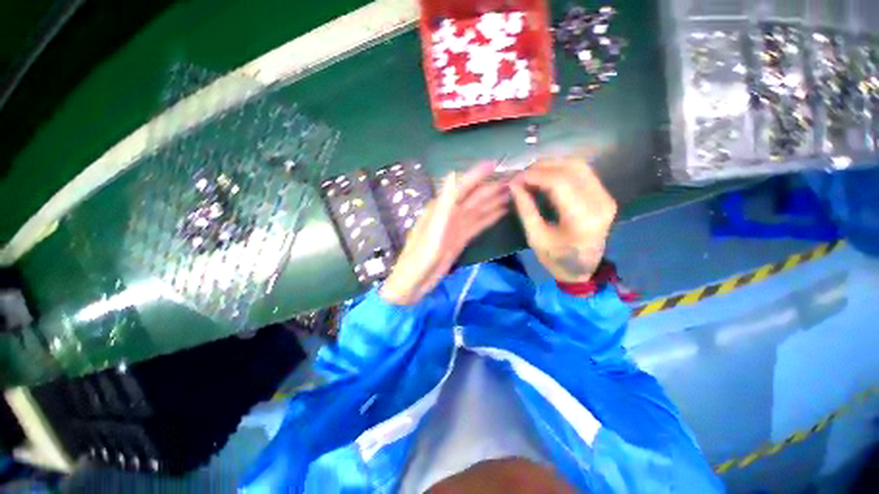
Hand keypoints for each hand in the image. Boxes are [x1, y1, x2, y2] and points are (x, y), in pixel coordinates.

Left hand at [380, 162, 509, 304]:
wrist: (414, 282)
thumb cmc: (421, 257)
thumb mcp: (433, 230)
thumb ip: (444, 203)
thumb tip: (453, 174)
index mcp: (441, 209)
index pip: (462, 187)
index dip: (476, 174)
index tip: (494, 164)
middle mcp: (449, 215)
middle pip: (473, 198)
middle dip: (491, 189)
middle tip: (512, 181)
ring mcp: (455, 228)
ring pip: (478, 211)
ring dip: (493, 203)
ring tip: (512, 195)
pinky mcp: (459, 240)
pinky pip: (477, 225)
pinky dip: (489, 218)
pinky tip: (501, 213)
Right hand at [510, 158, 616, 282]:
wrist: (582, 269)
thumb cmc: (556, 258)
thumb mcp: (535, 237)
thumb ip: (525, 209)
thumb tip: (514, 184)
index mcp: (582, 219)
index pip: (559, 183)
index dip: (535, 175)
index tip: (515, 178)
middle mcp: (600, 203)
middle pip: (571, 169)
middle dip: (542, 167)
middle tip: (522, 174)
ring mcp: (606, 198)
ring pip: (579, 166)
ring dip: (553, 165)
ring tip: (532, 173)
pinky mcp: (605, 195)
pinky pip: (583, 173)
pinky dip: (562, 169)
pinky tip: (546, 175)